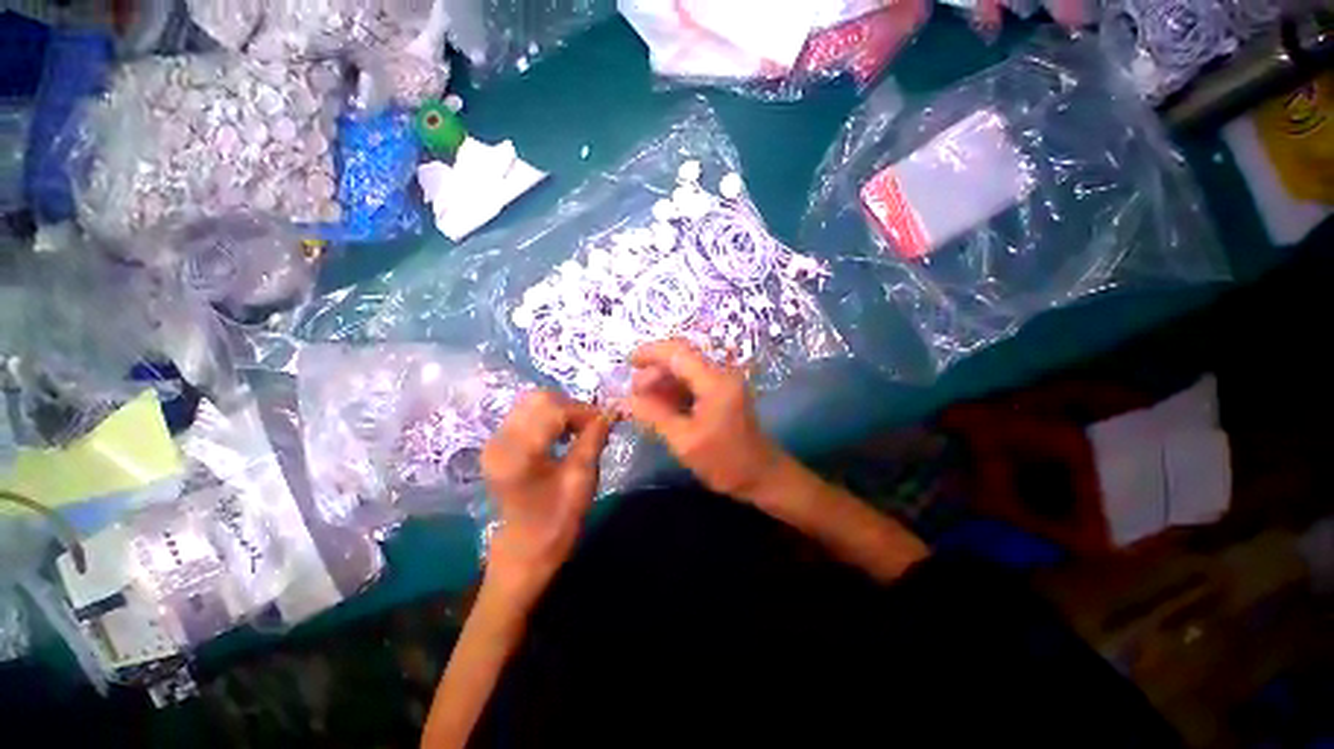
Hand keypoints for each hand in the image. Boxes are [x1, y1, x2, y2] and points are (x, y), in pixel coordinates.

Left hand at [481, 391, 612, 604]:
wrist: (525, 550)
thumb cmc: (556, 521)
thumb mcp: (582, 479)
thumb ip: (594, 440)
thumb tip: (610, 412)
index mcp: (518, 453)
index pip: (554, 409)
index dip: (584, 410)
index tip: (605, 422)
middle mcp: (500, 440)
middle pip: (539, 398)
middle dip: (572, 406)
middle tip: (592, 425)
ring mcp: (495, 440)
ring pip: (533, 402)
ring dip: (562, 410)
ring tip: (579, 430)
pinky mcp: (498, 443)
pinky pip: (527, 414)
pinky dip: (550, 417)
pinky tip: (563, 434)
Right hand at [625, 339, 784, 498]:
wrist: (761, 475)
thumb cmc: (725, 461)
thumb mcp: (684, 441)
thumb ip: (654, 415)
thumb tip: (625, 400)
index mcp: (715, 381)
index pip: (678, 352)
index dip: (651, 352)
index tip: (629, 362)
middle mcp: (721, 374)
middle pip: (681, 359)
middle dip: (655, 371)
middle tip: (635, 394)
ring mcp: (723, 382)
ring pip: (685, 370)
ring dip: (663, 381)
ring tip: (643, 402)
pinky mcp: (721, 392)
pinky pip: (692, 382)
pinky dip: (674, 390)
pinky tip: (660, 406)